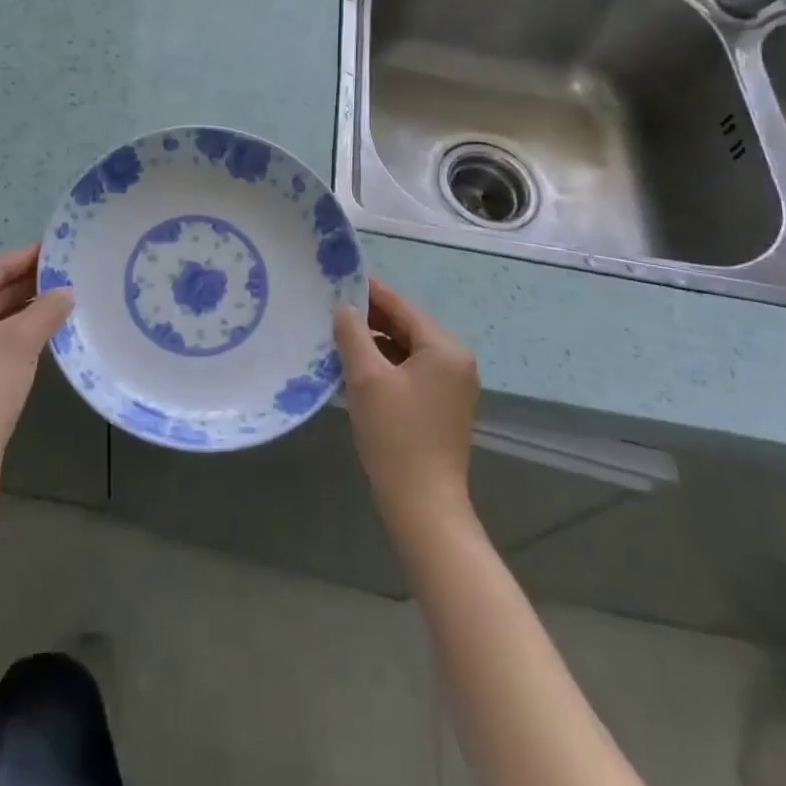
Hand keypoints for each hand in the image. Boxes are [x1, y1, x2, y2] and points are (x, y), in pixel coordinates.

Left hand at [0, 244, 73, 470]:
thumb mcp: (21, 340)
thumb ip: (47, 308)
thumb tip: (67, 291)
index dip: (28, 258)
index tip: (59, 248)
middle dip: (30, 282)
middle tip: (69, 271)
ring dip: (28, 306)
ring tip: (65, 294)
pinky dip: (20, 328)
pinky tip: (49, 323)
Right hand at [333, 278, 478, 524]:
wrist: (423, 506)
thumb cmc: (396, 435)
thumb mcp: (366, 378)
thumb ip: (353, 334)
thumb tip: (344, 307)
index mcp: (445, 348)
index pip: (401, 306)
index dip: (369, 292)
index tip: (337, 280)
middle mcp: (455, 361)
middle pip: (406, 326)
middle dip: (370, 319)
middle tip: (331, 310)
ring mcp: (452, 385)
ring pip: (406, 349)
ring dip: (375, 343)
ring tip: (338, 338)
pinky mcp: (442, 406)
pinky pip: (411, 371)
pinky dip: (386, 365)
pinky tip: (357, 369)